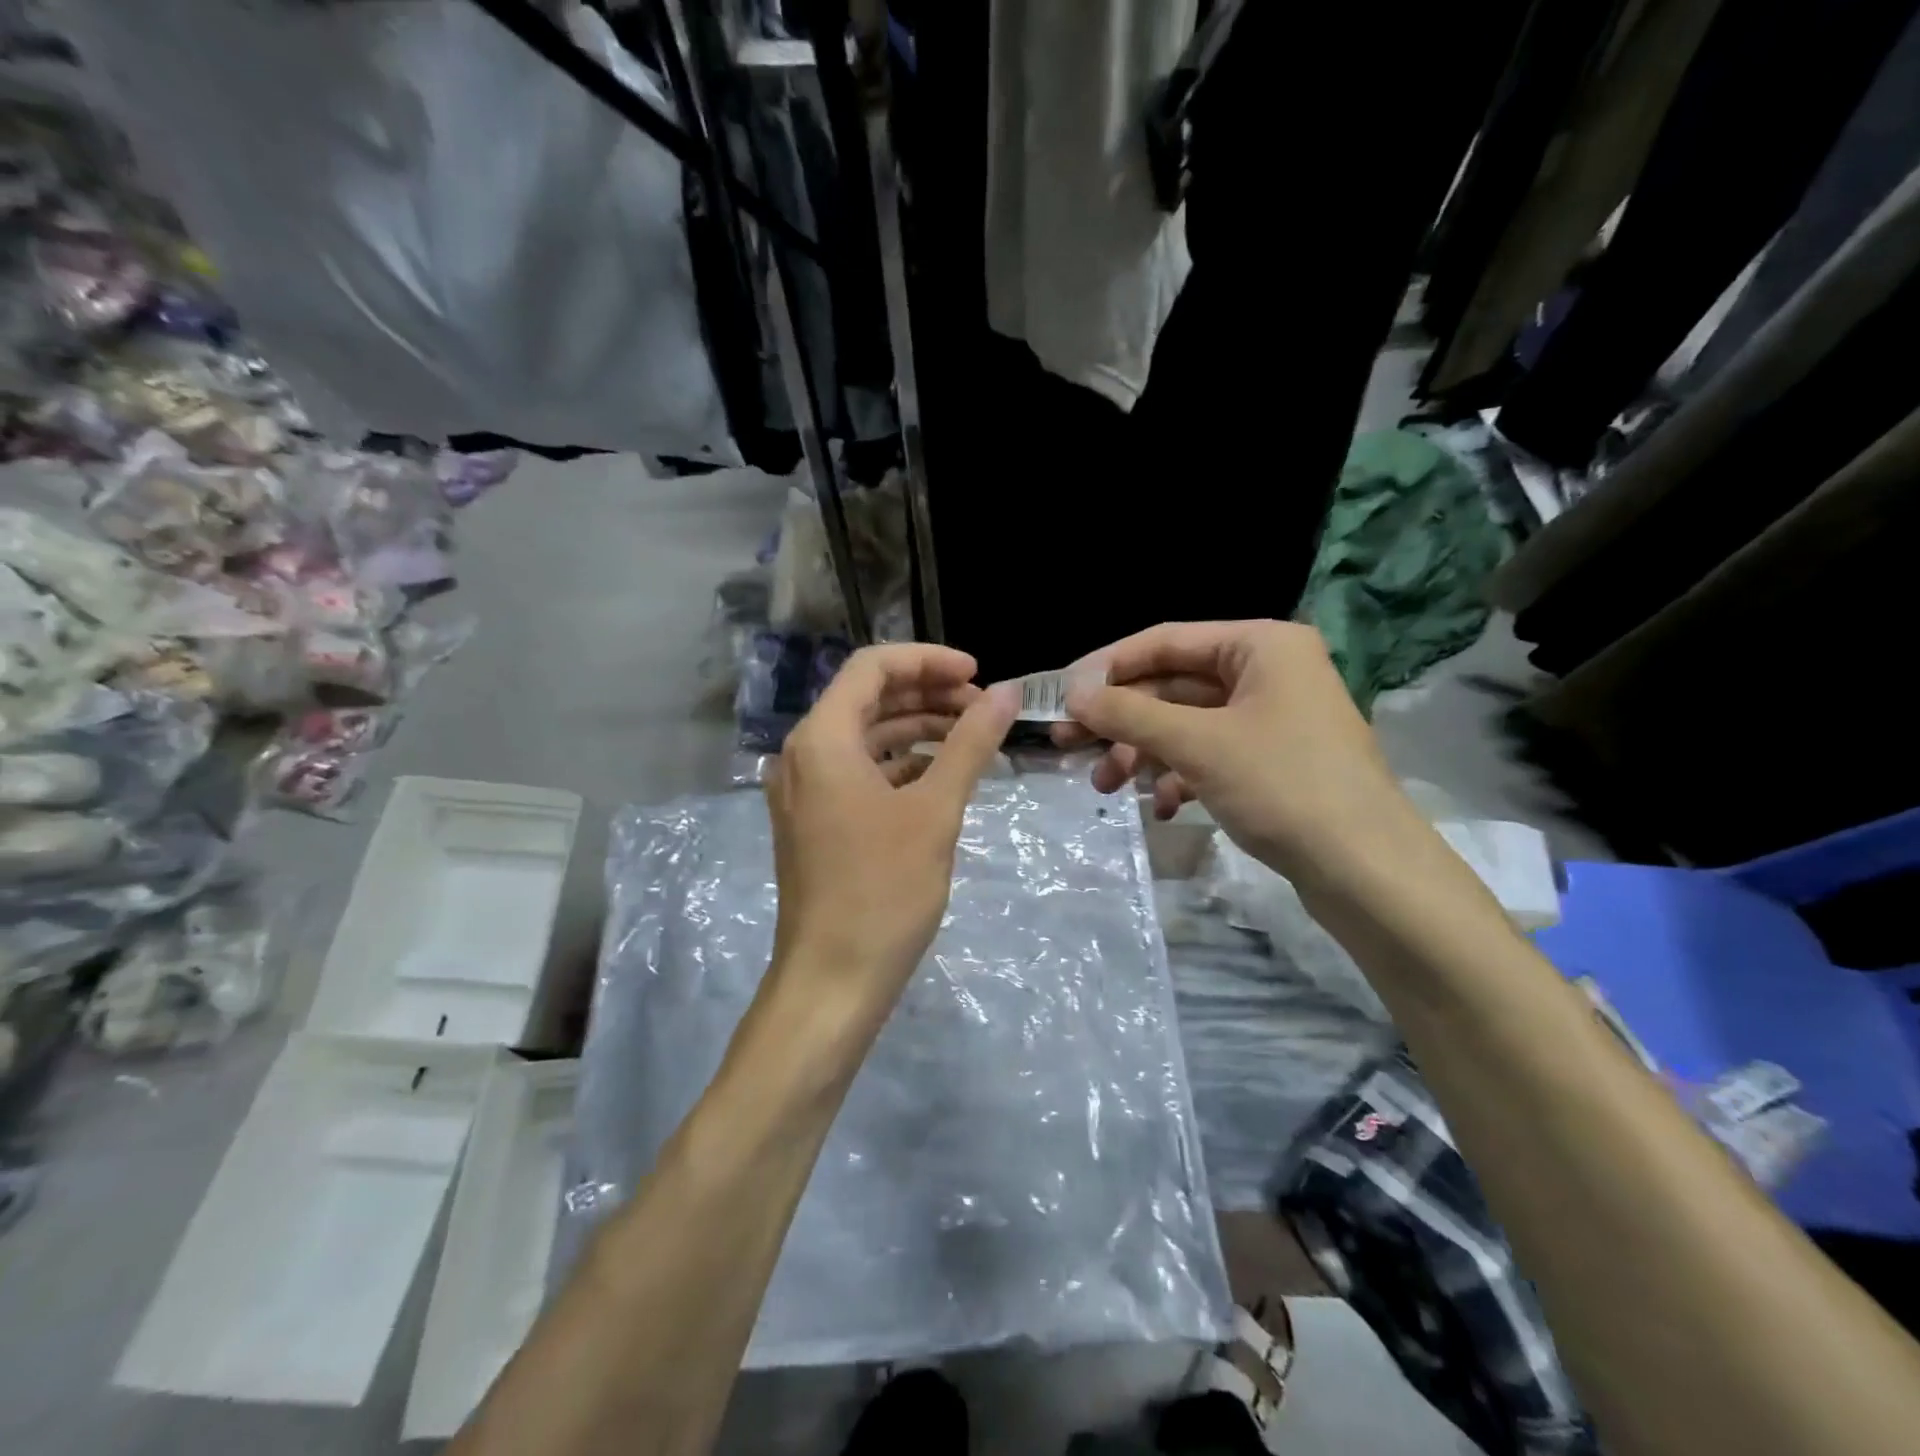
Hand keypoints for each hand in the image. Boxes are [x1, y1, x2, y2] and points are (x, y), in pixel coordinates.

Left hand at [766, 643, 1016, 1022]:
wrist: (832, 980)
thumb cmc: (883, 890)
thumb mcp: (935, 810)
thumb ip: (970, 743)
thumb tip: (1007, 693)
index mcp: (822, 738)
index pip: (873, 667)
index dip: (929, 660)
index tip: (979, 675)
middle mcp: (803, 754)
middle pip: (868, 698)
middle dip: (927, 693)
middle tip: (983, 708)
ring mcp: (805, 790)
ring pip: (865, 736)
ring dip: (916, 728)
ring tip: (971, 737)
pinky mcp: (815, 821)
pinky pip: (859, 772)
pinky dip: (900, 764)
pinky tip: (940, 775)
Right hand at [1054, 620, 1422, 885]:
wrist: (1366, 870)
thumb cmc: (1282, 786)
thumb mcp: (1196, 744)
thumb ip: (1129, 713)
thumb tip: (1073, 694)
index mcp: (1260, 645)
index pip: (1166, 641)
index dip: (1108, 667)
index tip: (1062, 695)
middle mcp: (1268, 671)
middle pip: (1172, 685)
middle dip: (1121, 720)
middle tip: (1068, 745)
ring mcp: (1272, 718)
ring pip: (1187, 724)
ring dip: (1143, 752)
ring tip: (1106, 787)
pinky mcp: (1273, 760)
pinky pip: (1210, 754)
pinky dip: (1180, 776)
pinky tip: (1163, 807)